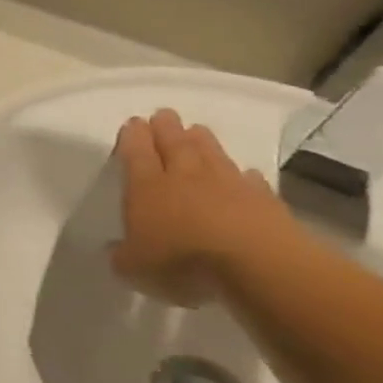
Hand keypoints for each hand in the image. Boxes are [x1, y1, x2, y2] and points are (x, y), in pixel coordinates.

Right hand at [111, 110, 297, 306]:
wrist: (258, 266)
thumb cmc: (182, 262)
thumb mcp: (134, 268)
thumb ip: (123, 255)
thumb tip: (117, 250)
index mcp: (146, 187)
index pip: (136, 152)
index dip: (133, 136)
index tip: (133, 122)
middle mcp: (185, 178)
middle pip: (174, 144)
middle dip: (166, 128)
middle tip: (163, 114)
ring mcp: (228, 187)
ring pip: (211, 155)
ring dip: (203, 141)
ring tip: (197, 129)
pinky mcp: (264, 202)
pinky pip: (250, 182)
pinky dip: (244, 176)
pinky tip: (244, 174)